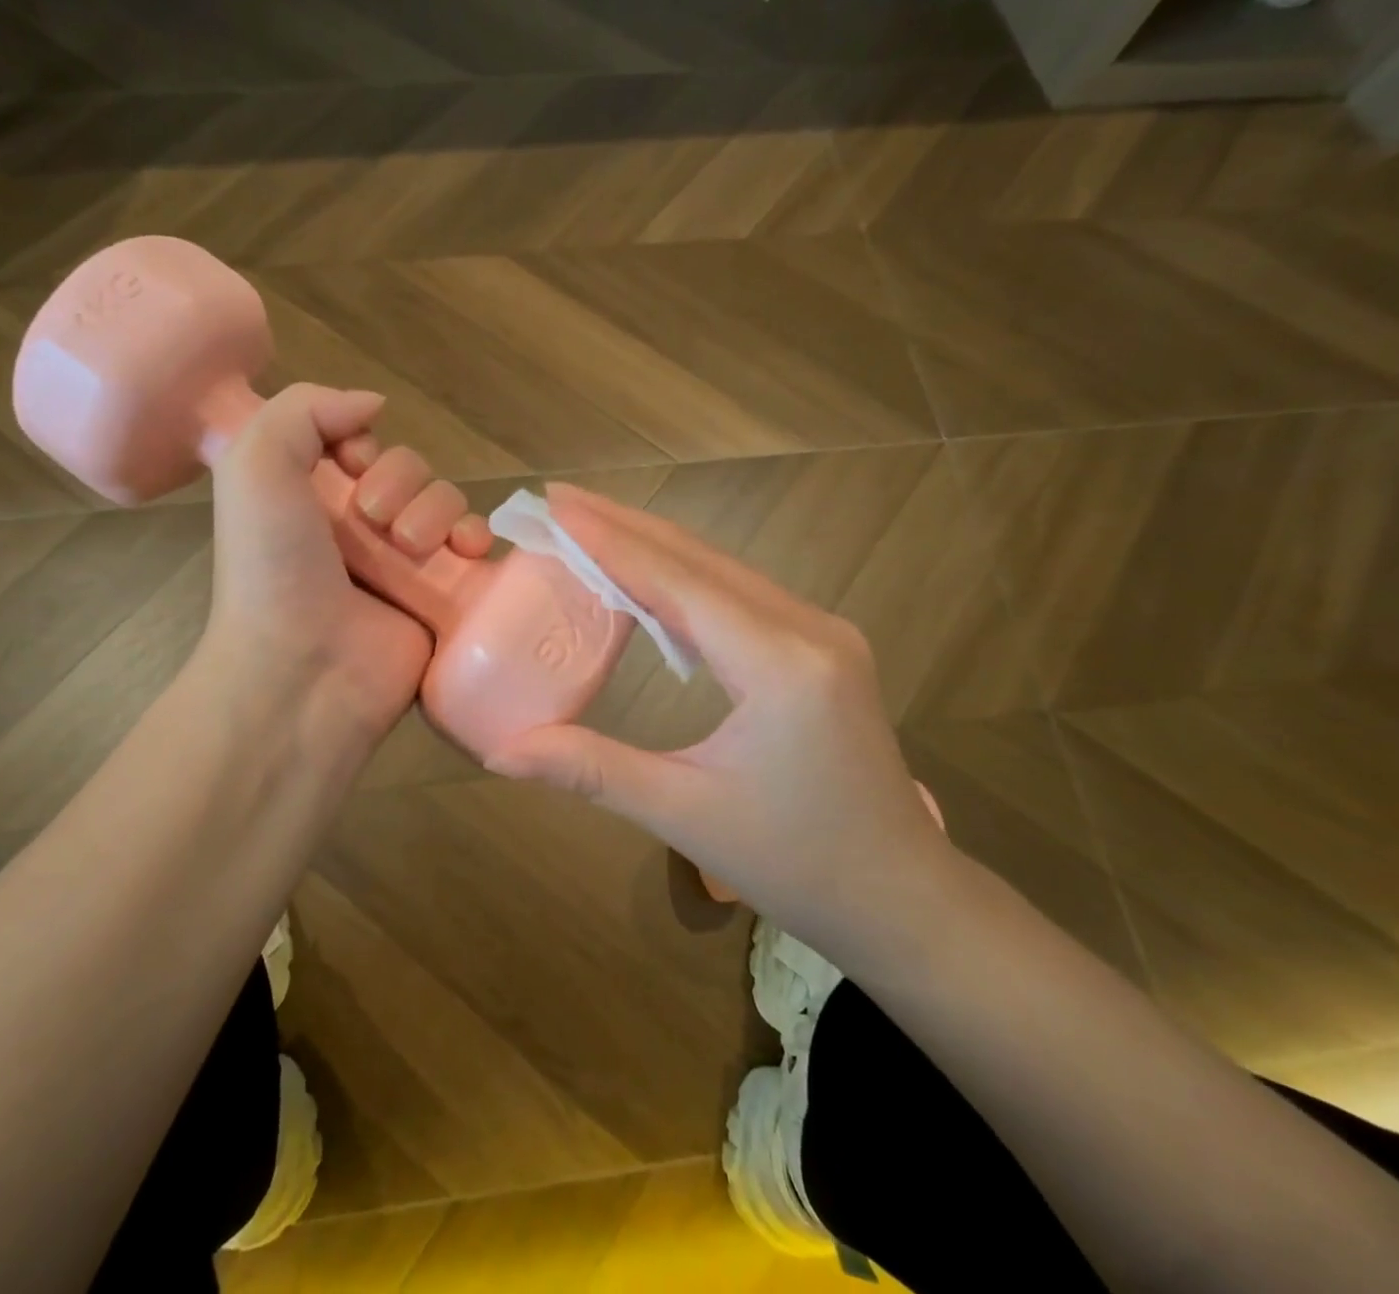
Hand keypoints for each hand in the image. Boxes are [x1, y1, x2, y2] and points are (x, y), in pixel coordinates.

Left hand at [201, 384, 492, 751]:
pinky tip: (466, 549)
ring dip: (435, 510)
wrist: (305, 669)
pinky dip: (475, 538)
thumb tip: (373, 405)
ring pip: (445, 501)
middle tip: (374, 520)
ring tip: (411, 547)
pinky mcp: (441, 595)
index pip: (358, 443)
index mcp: (311, 497)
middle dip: (399, 481)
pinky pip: (473, 547)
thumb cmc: (274, 567)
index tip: (351, 463)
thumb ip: (305, 408)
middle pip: (409, 468)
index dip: (361, 442)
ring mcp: (403, 563)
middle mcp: (357, 527)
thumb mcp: (255, 465)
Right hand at [483, 483, 961, 969]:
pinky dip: (685, 577)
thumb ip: (591, 769)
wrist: (899, 897)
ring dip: (655, 545)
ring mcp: (821, 632)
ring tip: (591, 526)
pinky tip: (649, 578)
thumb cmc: (795, 863)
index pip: (677, 583)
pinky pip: (741, 594)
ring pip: (723, 570)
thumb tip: (499, 754)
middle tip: (560, 501)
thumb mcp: (684, 813)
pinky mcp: (821, 645)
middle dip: (625, 526)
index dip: (610, 541)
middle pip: (701, 560)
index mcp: (780, 665)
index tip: (556, 506)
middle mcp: (807, 629)